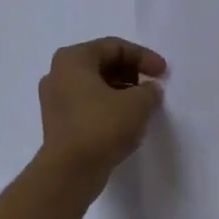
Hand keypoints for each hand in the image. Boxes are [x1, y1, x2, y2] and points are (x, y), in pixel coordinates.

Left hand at [37, 37, 166, 182]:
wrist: (70, 171)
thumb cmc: (102, 126)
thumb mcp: (137, 103)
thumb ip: (149, 90)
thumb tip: (149, 90)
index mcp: (73, 59)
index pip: (114, 47)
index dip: (143, 57)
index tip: (163, 73)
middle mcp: (58, 74)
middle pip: (102, 64)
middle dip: (132, 74)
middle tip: (152, 88)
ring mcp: (55, 100)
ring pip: (95, 87)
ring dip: (122, 93)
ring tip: (144, 107)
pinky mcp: (59, 123)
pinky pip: (88, 106)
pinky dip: (109, 108)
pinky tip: (126, 123)